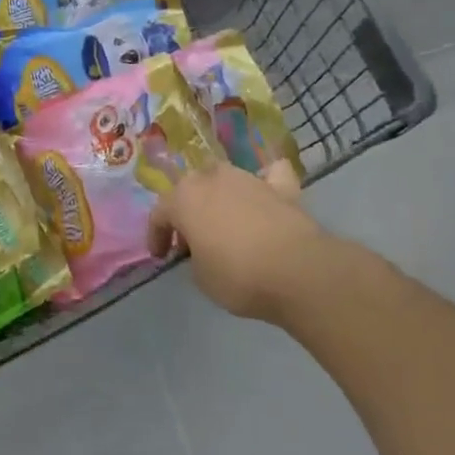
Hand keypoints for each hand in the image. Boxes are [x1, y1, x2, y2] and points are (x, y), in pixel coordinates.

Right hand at [148, 160, 330, 322]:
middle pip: (191, 189)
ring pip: (225, 179)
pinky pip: (270, 177)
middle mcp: (212, 178)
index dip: (156, 235)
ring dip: (220, 198)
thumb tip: (203, 248)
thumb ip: (194, 256)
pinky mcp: (282, 187)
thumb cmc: (237, 276)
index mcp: (184, 198)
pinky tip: (267, 193)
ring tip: (225, 224)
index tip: (161, 256)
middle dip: (188, 212)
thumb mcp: (200, 277)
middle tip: (192, 242)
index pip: (159, 213)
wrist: (297, 271)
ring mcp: (249, 178)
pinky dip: (267, 182)